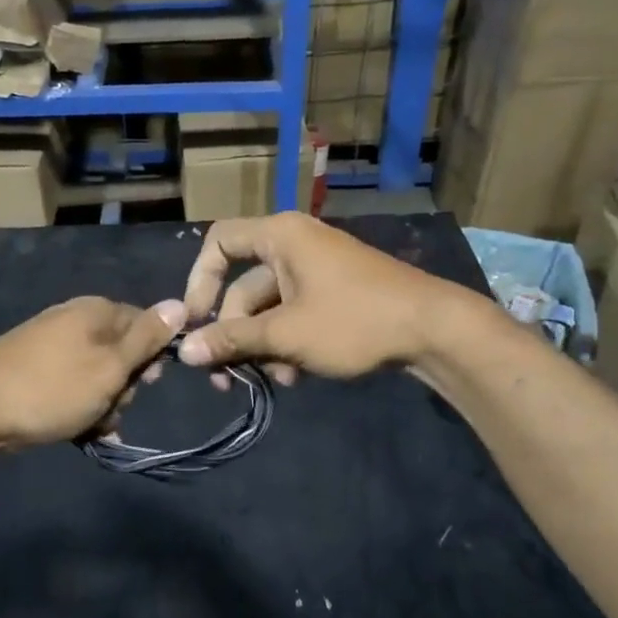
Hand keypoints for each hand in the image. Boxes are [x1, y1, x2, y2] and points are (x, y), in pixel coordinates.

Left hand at [0, 296, 184, 451]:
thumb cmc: (50, 388)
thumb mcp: (110, 365)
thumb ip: (147, 338)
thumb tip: (180, 304)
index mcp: (96, 310)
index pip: (146, 324)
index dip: (154, 356)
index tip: (149, 383)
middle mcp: (75, 321)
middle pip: (123, 354)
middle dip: (125, 387)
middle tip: (110, 406)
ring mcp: (51, 347)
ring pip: (99, 378)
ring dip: (104, 405)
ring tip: (90, 426)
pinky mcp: (35, 373)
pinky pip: (73, 389)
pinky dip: (80, 410)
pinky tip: (79, 433)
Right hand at [177, 213, 466, 381]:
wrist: (434, 329)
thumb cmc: (353, 321)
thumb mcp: (286, 334)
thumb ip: (232, 341)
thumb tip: (184, 352)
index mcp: (280, 237)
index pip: (219, 243)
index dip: (199, 281)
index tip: (193, 321)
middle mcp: (294, 246)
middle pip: (243, 288)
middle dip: (235, 335)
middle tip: (227, 378)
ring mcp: (316, 271)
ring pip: (269, 309)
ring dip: (263, 347)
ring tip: (275, 381)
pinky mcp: (334, 294)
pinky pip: (294, 315)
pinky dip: (287, 344)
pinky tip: (296, 377)